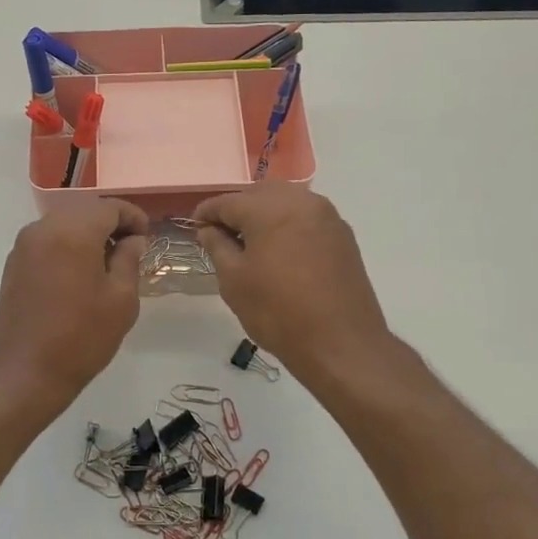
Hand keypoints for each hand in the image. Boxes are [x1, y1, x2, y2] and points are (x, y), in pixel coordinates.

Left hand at [0, 196, 149, 412]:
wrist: (23, 373)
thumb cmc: (80, 337)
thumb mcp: (121, 300)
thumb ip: (129, 260)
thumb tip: (132, 240)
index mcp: (73, 231)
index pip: (110, 207)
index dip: (133, 217)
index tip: (147, 237)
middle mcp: (44, 228)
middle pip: (85, 210)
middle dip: (111, 223)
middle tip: (131, 248)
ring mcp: (24, 245)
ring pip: (64, 223)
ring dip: (88, 233)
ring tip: (108, 263)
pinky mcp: (14, 263)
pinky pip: (48, 240)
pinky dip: (68, 244)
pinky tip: (80, 273)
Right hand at [195, 183, 393, 385]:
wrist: (341, 344)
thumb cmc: (278, 312)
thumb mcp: (234, 280)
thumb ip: (217, 246)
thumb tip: (208, 229)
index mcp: (269, 208)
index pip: (227, 201)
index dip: (206, 213)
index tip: (194, 227)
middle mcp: (301, 201)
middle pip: (258, 194)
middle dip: (237, 210)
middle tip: (220, 235)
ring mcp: (327, 216)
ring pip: (285, 202)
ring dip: (264, 215)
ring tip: (250, 244)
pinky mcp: (343, 234)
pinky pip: (306, 217)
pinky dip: (288, 225)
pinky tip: (279, 251)